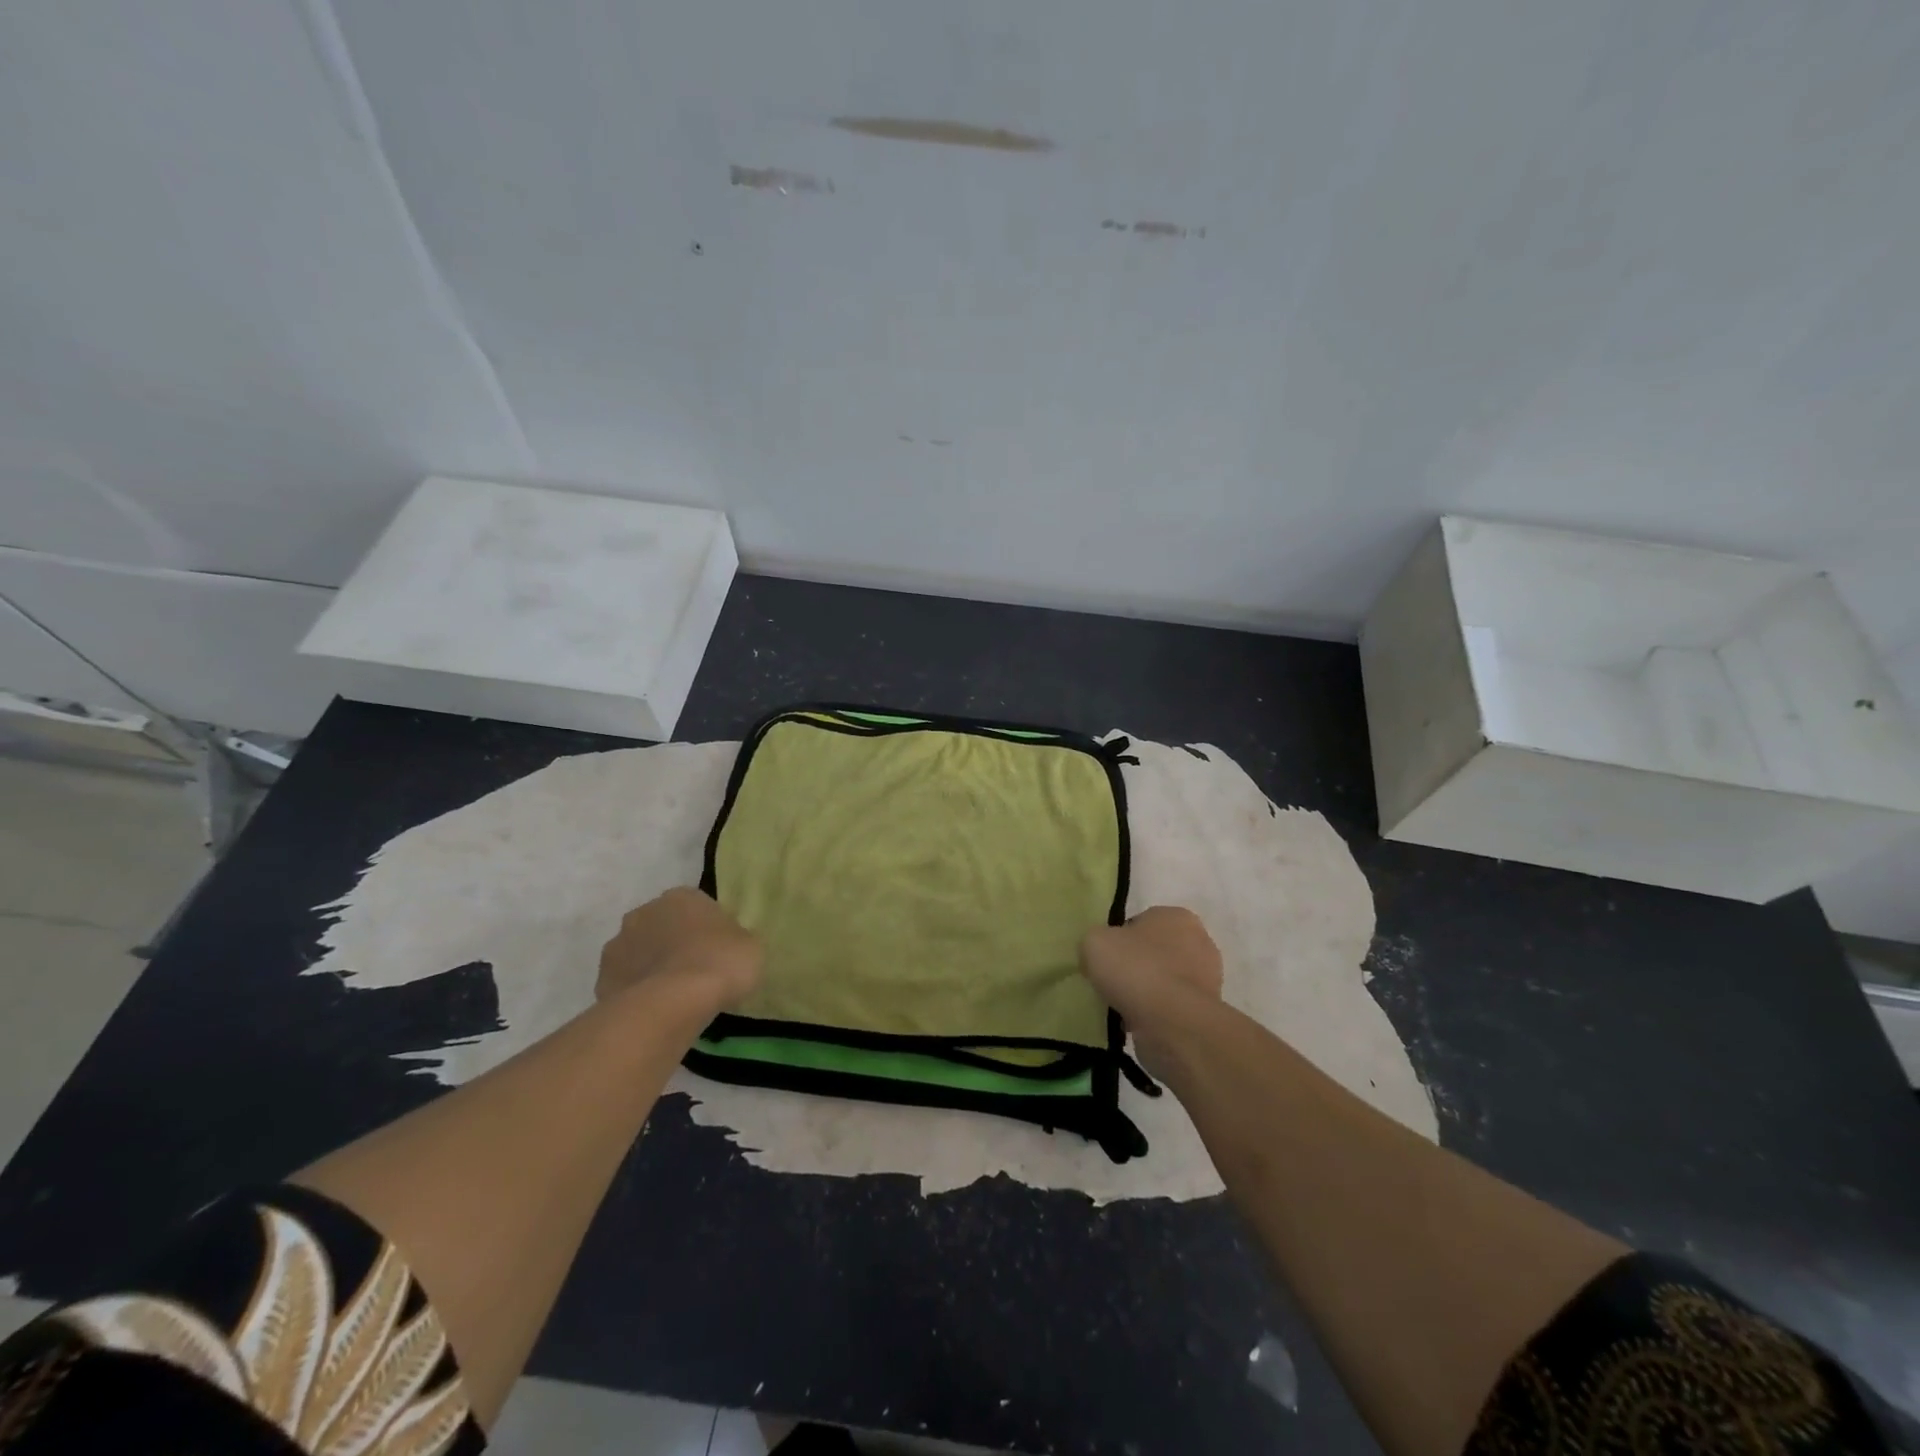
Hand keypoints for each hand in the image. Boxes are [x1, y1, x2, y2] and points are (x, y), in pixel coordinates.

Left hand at [597, 888, 761, 1016]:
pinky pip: (626, 984)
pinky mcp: (602, 980)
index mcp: (681, 896)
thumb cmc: (719, 963)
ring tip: (674, 997)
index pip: (696, 906)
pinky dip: (637, 994)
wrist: (673, 1003)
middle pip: (662, 926)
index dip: (707, 929)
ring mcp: (617, 946)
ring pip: (639, 954)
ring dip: (652, 968)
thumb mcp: (749, 946)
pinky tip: (655, 1012)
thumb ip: (734, 939)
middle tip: (695, 972)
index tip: (718, 952)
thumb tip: (727, 945)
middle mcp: (644, 912)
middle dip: (673, 944)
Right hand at [1080, 906, 1222, 1078]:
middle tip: (1112, 982)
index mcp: (1177, 916)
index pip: (1142, 922)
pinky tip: (1137, 1023)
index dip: (1119, 939)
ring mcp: (1208, 980)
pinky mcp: (1206, 1012)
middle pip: (1155, 951)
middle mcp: (1200, 942)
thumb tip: (1099, 958)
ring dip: (1146, 993)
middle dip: (1136, 966)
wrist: (1172, 1023)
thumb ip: (1095, 942)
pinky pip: (1171, 1008)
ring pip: (1164, 981)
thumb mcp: (1094, 941)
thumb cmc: (1136, 970)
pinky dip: (1155, 1015)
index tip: (1105, 958)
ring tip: (1121, 1007)